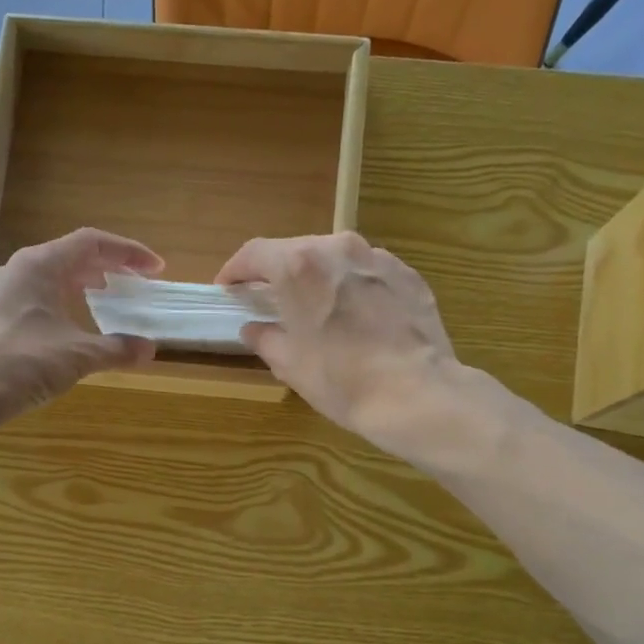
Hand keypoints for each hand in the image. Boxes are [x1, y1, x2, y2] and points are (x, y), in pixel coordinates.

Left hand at [0, 228, 163, 442]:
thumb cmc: (20, 363)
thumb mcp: (77, 356)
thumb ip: (116, 349)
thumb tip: (149, 348)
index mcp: (39, 265)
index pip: (91, 242)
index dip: (128, 252)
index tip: (156, 269)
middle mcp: (16, 271)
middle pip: (69, 257)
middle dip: (106, 269)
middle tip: (133, 287)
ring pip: (49, 280)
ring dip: (81, 288)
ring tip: (103, 305)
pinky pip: (34, 301)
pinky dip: (60, 307)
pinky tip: (67, 333)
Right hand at [214, 232, 459, 444]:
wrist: (416, 395)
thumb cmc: (341, 380)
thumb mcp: (289, 364)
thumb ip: (265, 338)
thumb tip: (255, 328)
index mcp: (299, 266)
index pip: (253, 252)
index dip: (235, 270)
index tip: (227, 288)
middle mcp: (337, 248)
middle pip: (296, 250)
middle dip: (277, 272)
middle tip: (269, 299)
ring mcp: (378, 259)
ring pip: (335, 258)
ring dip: (318, 277)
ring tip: (315, 307)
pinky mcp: (408, 275)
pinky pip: (368, 273)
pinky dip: (353, 287)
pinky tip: (356, 317)